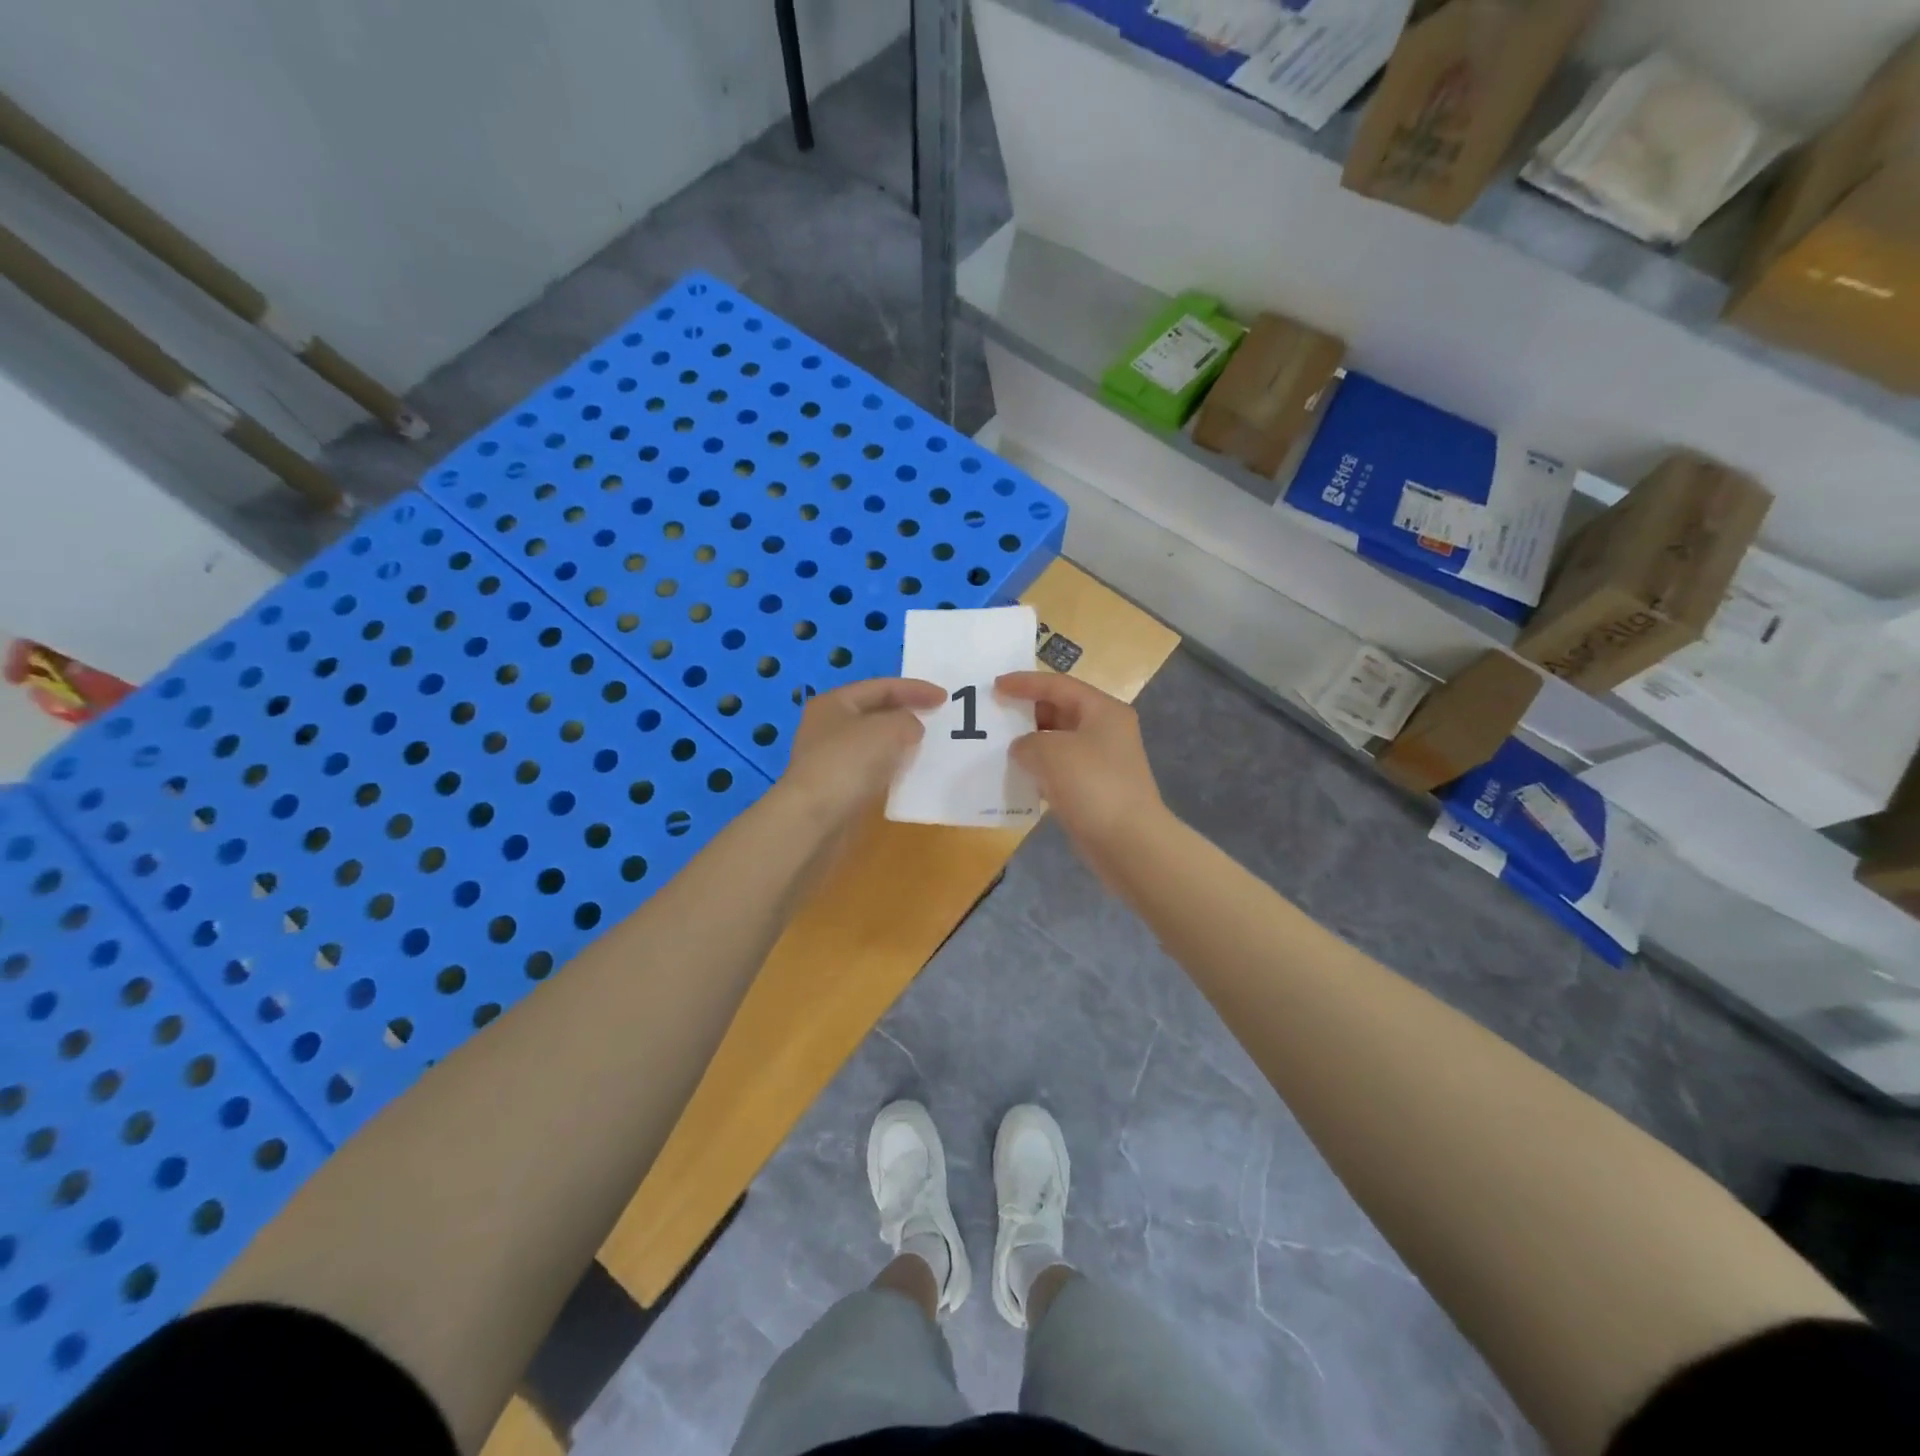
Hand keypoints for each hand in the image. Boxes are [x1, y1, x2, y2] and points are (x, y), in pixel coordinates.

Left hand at [779, 677, 945, 826]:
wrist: (814, 818)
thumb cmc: (848, 762)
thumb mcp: (887, 729)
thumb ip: (907, 720)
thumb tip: (910, 729)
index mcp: (835, 702)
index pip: (881, 687)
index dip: (915, 689)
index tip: (945, 698)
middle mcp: (828, 725)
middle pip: (875, 712)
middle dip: (906, 713)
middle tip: (937, 718)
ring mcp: (830, 757)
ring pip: (873, 741)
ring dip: (899, 741)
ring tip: (927, 745)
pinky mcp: (837, 785)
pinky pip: (871, 767)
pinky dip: (891, 765)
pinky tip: (908, 773)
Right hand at [997, 672, 1165, 851]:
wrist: (1128, 842)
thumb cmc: (1092, 785)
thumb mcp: (1050, 751)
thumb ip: (1027, 742)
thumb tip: (1022, 749)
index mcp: (1102, 710)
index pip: (1058, 685)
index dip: (1025, 683)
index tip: (995, 686)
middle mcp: (1105, 730)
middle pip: (1060, 710)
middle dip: (1027, 712)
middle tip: (994, 715)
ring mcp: (1102, 762)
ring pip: (1059, 742)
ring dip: (1031, 743)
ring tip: (998, 746)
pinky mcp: (1095, 790)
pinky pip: (1060, 770)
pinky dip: (1039, 770)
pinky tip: (1017, 777)